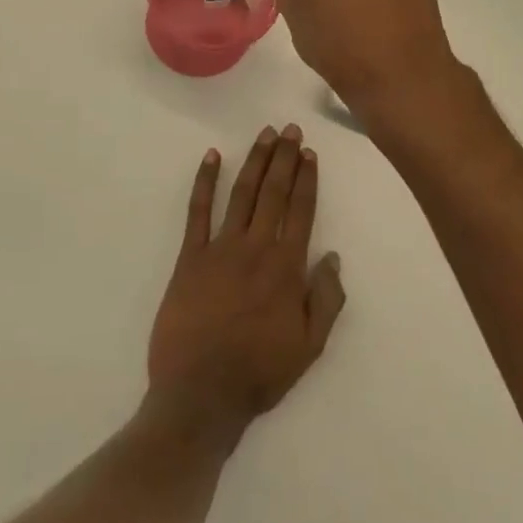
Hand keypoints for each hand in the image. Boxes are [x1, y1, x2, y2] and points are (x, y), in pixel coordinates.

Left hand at [147, 126, 346, 447]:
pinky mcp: (190, 257)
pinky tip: (211, 157)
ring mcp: (220, 249)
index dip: (306, 180)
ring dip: (254, 161)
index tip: (310, 153)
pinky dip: (204, 182)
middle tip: (290, 129)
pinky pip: (198, 212)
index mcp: (286, 269)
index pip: (301, 212)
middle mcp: (256, 249)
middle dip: (284, 158)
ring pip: (242, 194)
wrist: (201, 393)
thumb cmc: (259, 373)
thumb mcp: (309, 347)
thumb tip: (333, 257)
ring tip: (264, 134)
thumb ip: (326, 300)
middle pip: (273, 193)